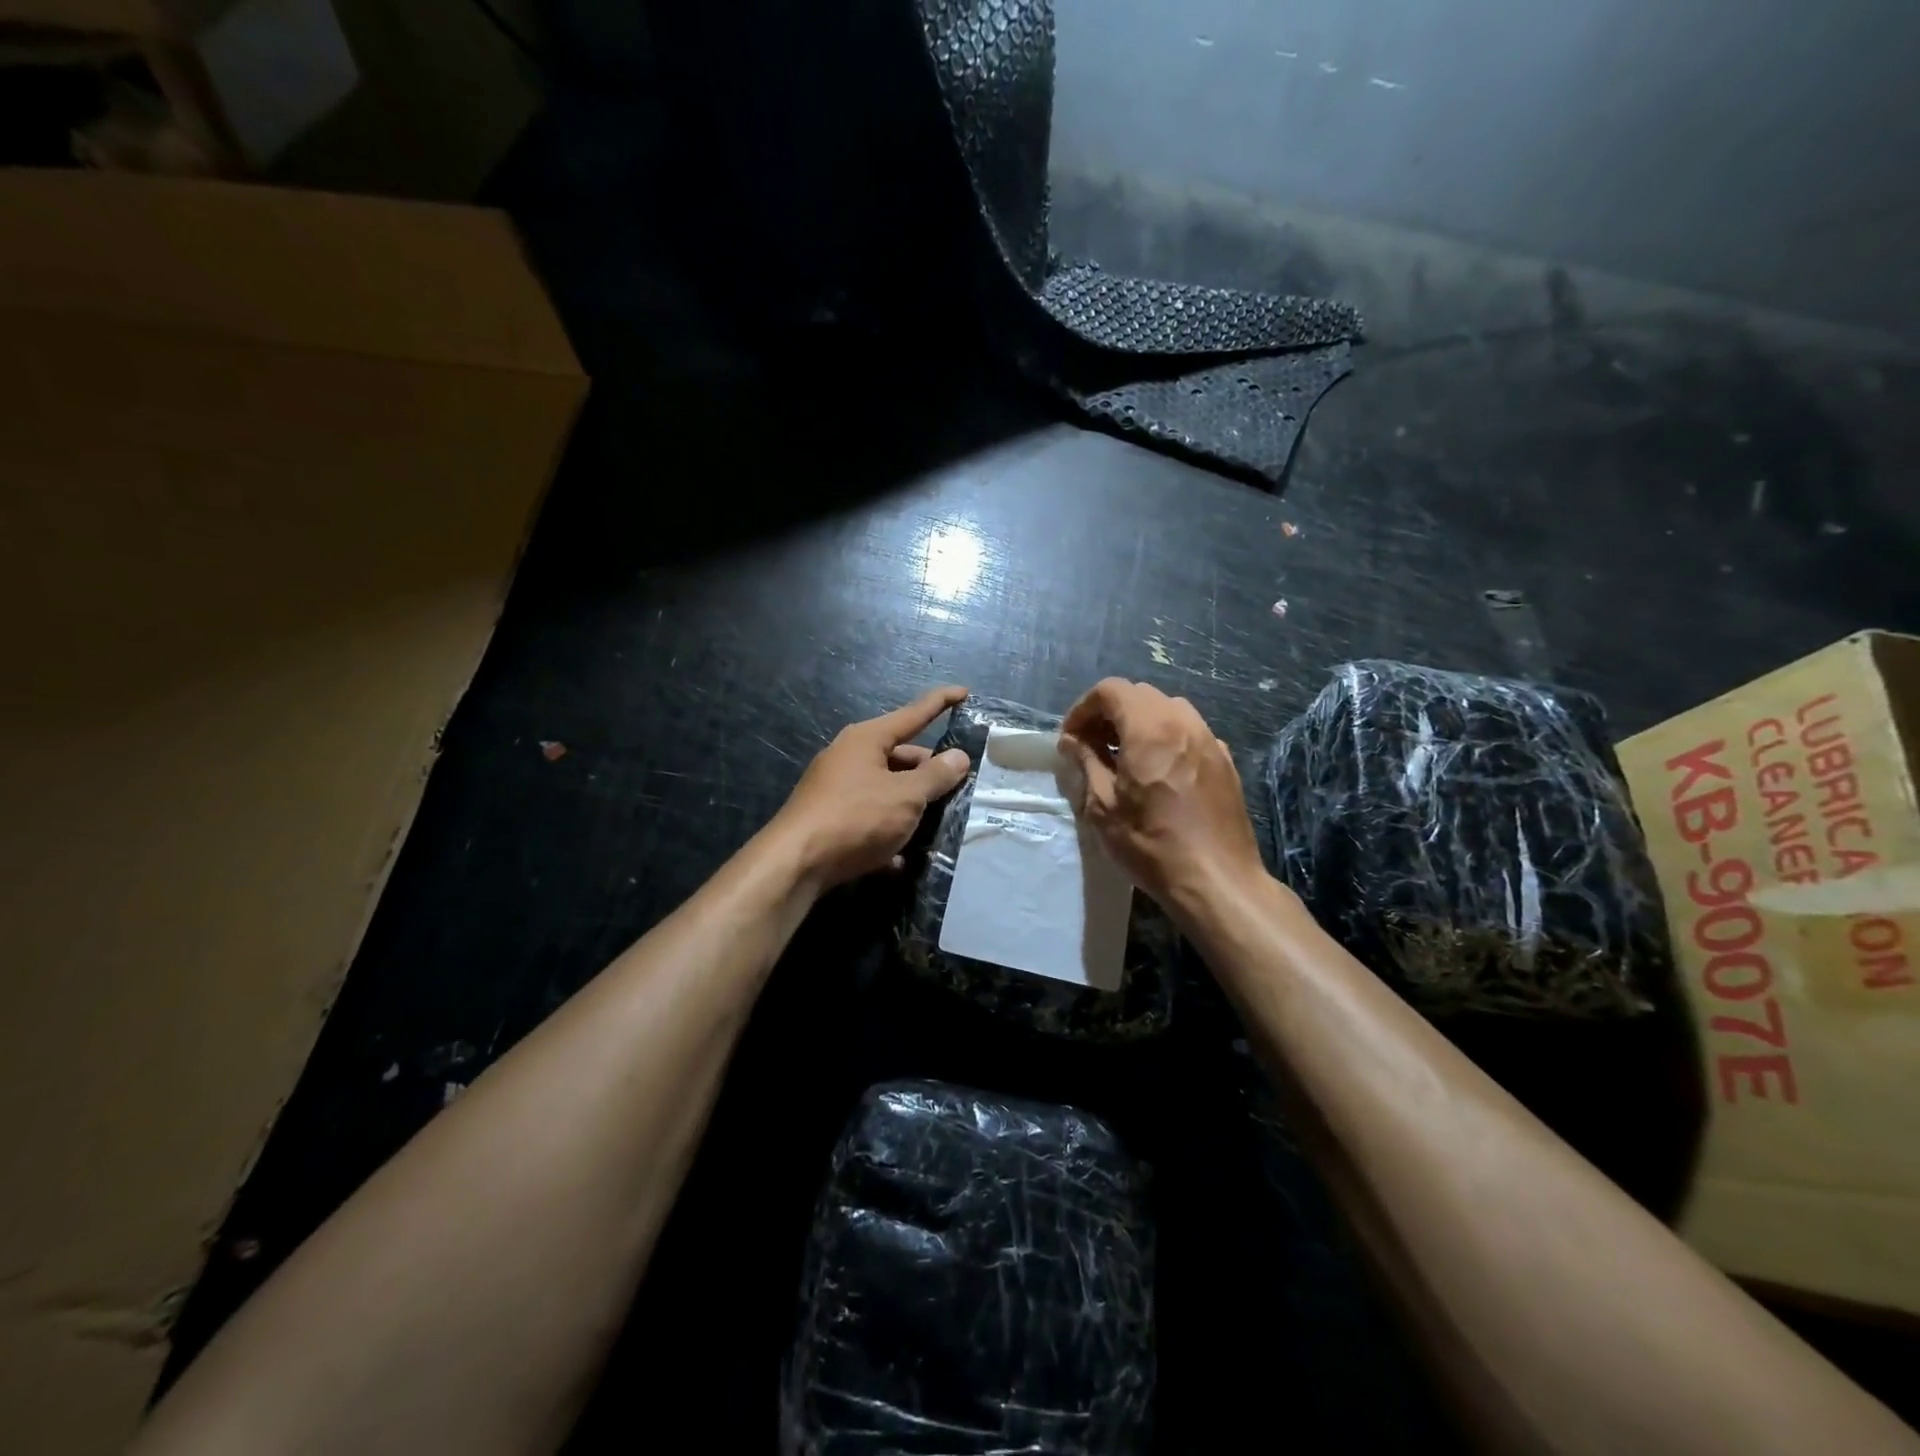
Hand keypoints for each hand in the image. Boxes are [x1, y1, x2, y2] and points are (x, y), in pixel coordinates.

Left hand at [771, 685, 972, 889]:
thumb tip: (958, 757)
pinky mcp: (830, 818)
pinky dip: (888, 832)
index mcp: (867, 739)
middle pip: (901, 756)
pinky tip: (902, 859)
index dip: (941, 702)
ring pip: (887, 790)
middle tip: (958, 788)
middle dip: (929, 771)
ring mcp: (837, 788)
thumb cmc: (856, 817)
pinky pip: (870, 818)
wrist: (796, 863)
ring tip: (938, 824)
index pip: (913, 713)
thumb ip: (936, 775)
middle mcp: (849, 757)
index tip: (964, 692)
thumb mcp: (906, 796)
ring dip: (912, 805)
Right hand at [1060, 678, 1265, 917]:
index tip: (1071, 738)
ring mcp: (1210, 740)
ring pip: (1168, 709)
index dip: (1083, 708)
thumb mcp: (1103, 806)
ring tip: (1123, 757)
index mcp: (1150, 728)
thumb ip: (1086, 762)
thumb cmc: (1151, 844)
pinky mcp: (1225, 761)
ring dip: (1139, 722)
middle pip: (1140, 695)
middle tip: (1092, 745)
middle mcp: (1184, 723)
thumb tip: (1073, 741)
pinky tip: (1158, 773)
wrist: (1217, 880)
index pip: (1111, 690)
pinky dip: (1166, 738)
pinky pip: (1189, 732)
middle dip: (1110, 712)